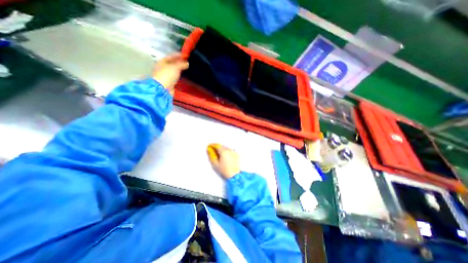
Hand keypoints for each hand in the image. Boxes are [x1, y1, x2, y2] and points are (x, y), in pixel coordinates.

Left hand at [154, 52, 189, 93]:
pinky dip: (180, 75)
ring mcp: (166, 75)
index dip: (179, 55)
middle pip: (173, 63)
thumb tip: (187, 63)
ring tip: (187, 69)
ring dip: (180, 69)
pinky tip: (184, 76)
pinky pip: (176, 77)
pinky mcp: (169, 82)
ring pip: (174, 70)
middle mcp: (163, 67)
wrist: (163, 89)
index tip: (186, 55)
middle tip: (188, 62)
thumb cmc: (167, 75)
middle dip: (180, 62)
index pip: (171, 56)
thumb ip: (182, 64)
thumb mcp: (175, 67)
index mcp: (163, 61)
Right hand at [209, 144, 240, 178]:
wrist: (234, 174)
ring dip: (223, 149)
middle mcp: (229, 150)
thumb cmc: (224, 170)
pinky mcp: (237, 154)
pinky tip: (226, 156)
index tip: (210, 146)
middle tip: (214, 151)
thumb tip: (209, 150)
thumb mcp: (216, 164)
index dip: (213, 145)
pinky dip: (228, 151)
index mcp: (224, 152)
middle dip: (217, 148)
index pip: (217, 145)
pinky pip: (231, 150)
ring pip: (227, 148)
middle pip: (222, 146)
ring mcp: (234, 152)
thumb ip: (212, 155)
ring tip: (220, 155)